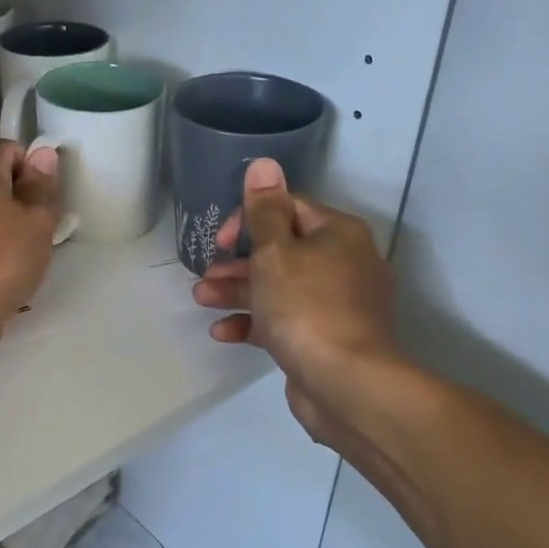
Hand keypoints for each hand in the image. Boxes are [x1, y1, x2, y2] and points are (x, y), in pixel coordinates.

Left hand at [0, 141, 62, 367]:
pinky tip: (11, 266)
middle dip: (22, 194)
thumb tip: (42, 154)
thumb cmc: (6, 255)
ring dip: (9, 222)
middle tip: (45, 220)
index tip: (48, 190)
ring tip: (31, 247)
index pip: (6, 148)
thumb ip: (41, 186)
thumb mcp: (37, 218)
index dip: (31, 162)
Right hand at [192, 158, 397, 402]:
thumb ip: (264, 210)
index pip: (287, 209)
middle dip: (238, 262)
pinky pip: (284, 320)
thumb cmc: (306, 307)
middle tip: (206, 274)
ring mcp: (336, 304)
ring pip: (279, 287)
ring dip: (238, 291)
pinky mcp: (324, 338)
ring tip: (202, 299)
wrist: (346, 384)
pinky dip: (254, 322)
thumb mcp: (276, 252)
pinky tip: (223, 332)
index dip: (248, 218)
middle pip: (281, 250)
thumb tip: (264, 164)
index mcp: (337, 234)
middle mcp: (342, 263)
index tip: (222, 241)